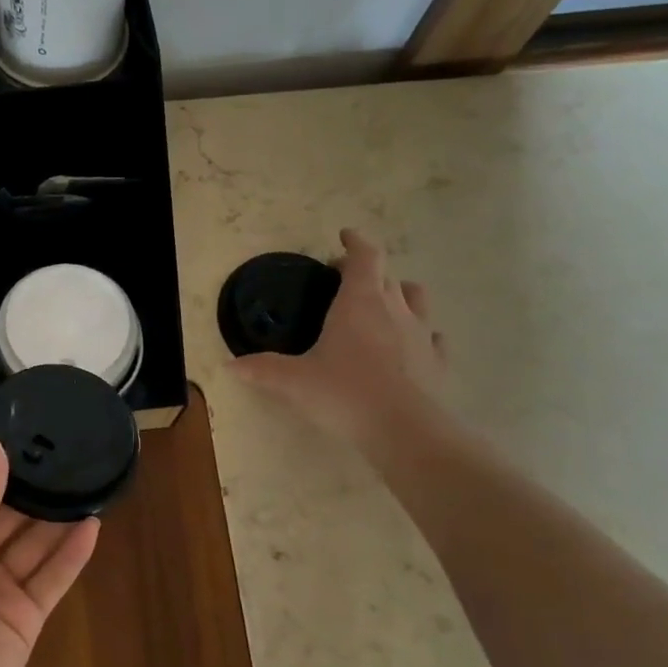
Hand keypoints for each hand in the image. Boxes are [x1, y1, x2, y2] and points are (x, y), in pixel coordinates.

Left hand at [0, 438, 99, 666]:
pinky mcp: (25, 616)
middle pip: (5, 512)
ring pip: (32, 542)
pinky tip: (92, 525)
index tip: (25, 433)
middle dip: (31, 486)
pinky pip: (52, 577)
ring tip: (87, 480)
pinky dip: (71, 554)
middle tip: (67, 453)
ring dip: (56, 515)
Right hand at [229, 227, 450, 455]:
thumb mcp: (294, 381)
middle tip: (344, 279)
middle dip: (367, 270)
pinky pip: (432, 337)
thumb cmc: (345, 393)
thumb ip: (263, 369)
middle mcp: (394, 309)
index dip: (355, 242)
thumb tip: (230, 365)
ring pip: (415, 298)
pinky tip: (409, 345)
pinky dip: (420, 333)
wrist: (405, 430)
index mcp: (359, 302)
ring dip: (399, 293)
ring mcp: (421, 334)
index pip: (365, 257)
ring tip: (382, 304)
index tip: (344, 236)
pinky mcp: (437, 361)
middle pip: (387, 275)